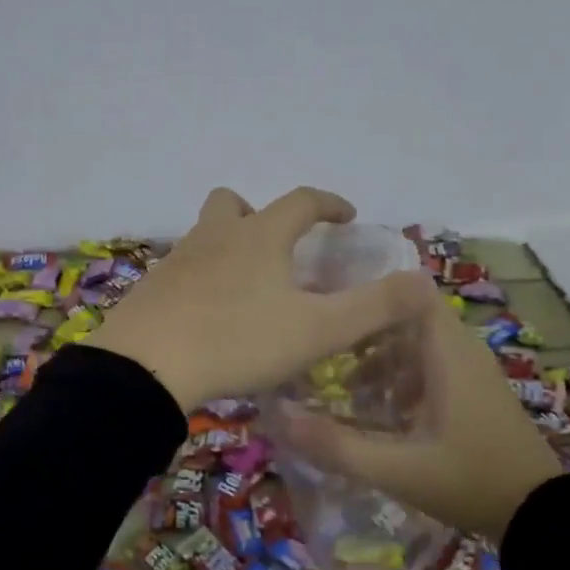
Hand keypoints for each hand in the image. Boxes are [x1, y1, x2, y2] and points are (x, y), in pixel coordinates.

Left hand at [87, 186, 435, 411]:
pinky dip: (203, 279)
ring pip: (205, 235)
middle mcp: (216, 237)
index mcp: (260, 237)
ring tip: (248, 285)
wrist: (146, 368)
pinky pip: (183, 270)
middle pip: (233, 203)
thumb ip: (374, 307)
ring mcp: (178, 261)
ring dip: (229, 246)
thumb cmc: (238, 341)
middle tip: (280, 246)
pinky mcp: (152, 289)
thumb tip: (423, 282)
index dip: (329, 204)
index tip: (347, 216)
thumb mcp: (317, 330)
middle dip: (261, 214)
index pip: (301, 201)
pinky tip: (211, 314)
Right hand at [277, 287, 563, 539]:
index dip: (368, 292)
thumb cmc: (470, 481)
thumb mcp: (397, 469)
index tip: (327, 307)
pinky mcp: (473, 389)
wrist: (539, 517)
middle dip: (363, 330)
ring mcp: (470, 369)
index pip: (408, 291)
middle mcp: (461, 348)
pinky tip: (378, 411)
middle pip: (404, 316)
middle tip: (321, 351)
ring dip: (379, 357)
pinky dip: (399, 376)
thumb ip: (336, 445)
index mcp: (447, 351)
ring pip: (415, 342)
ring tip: (343, 387)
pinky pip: (428, 364)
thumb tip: (276, 416)